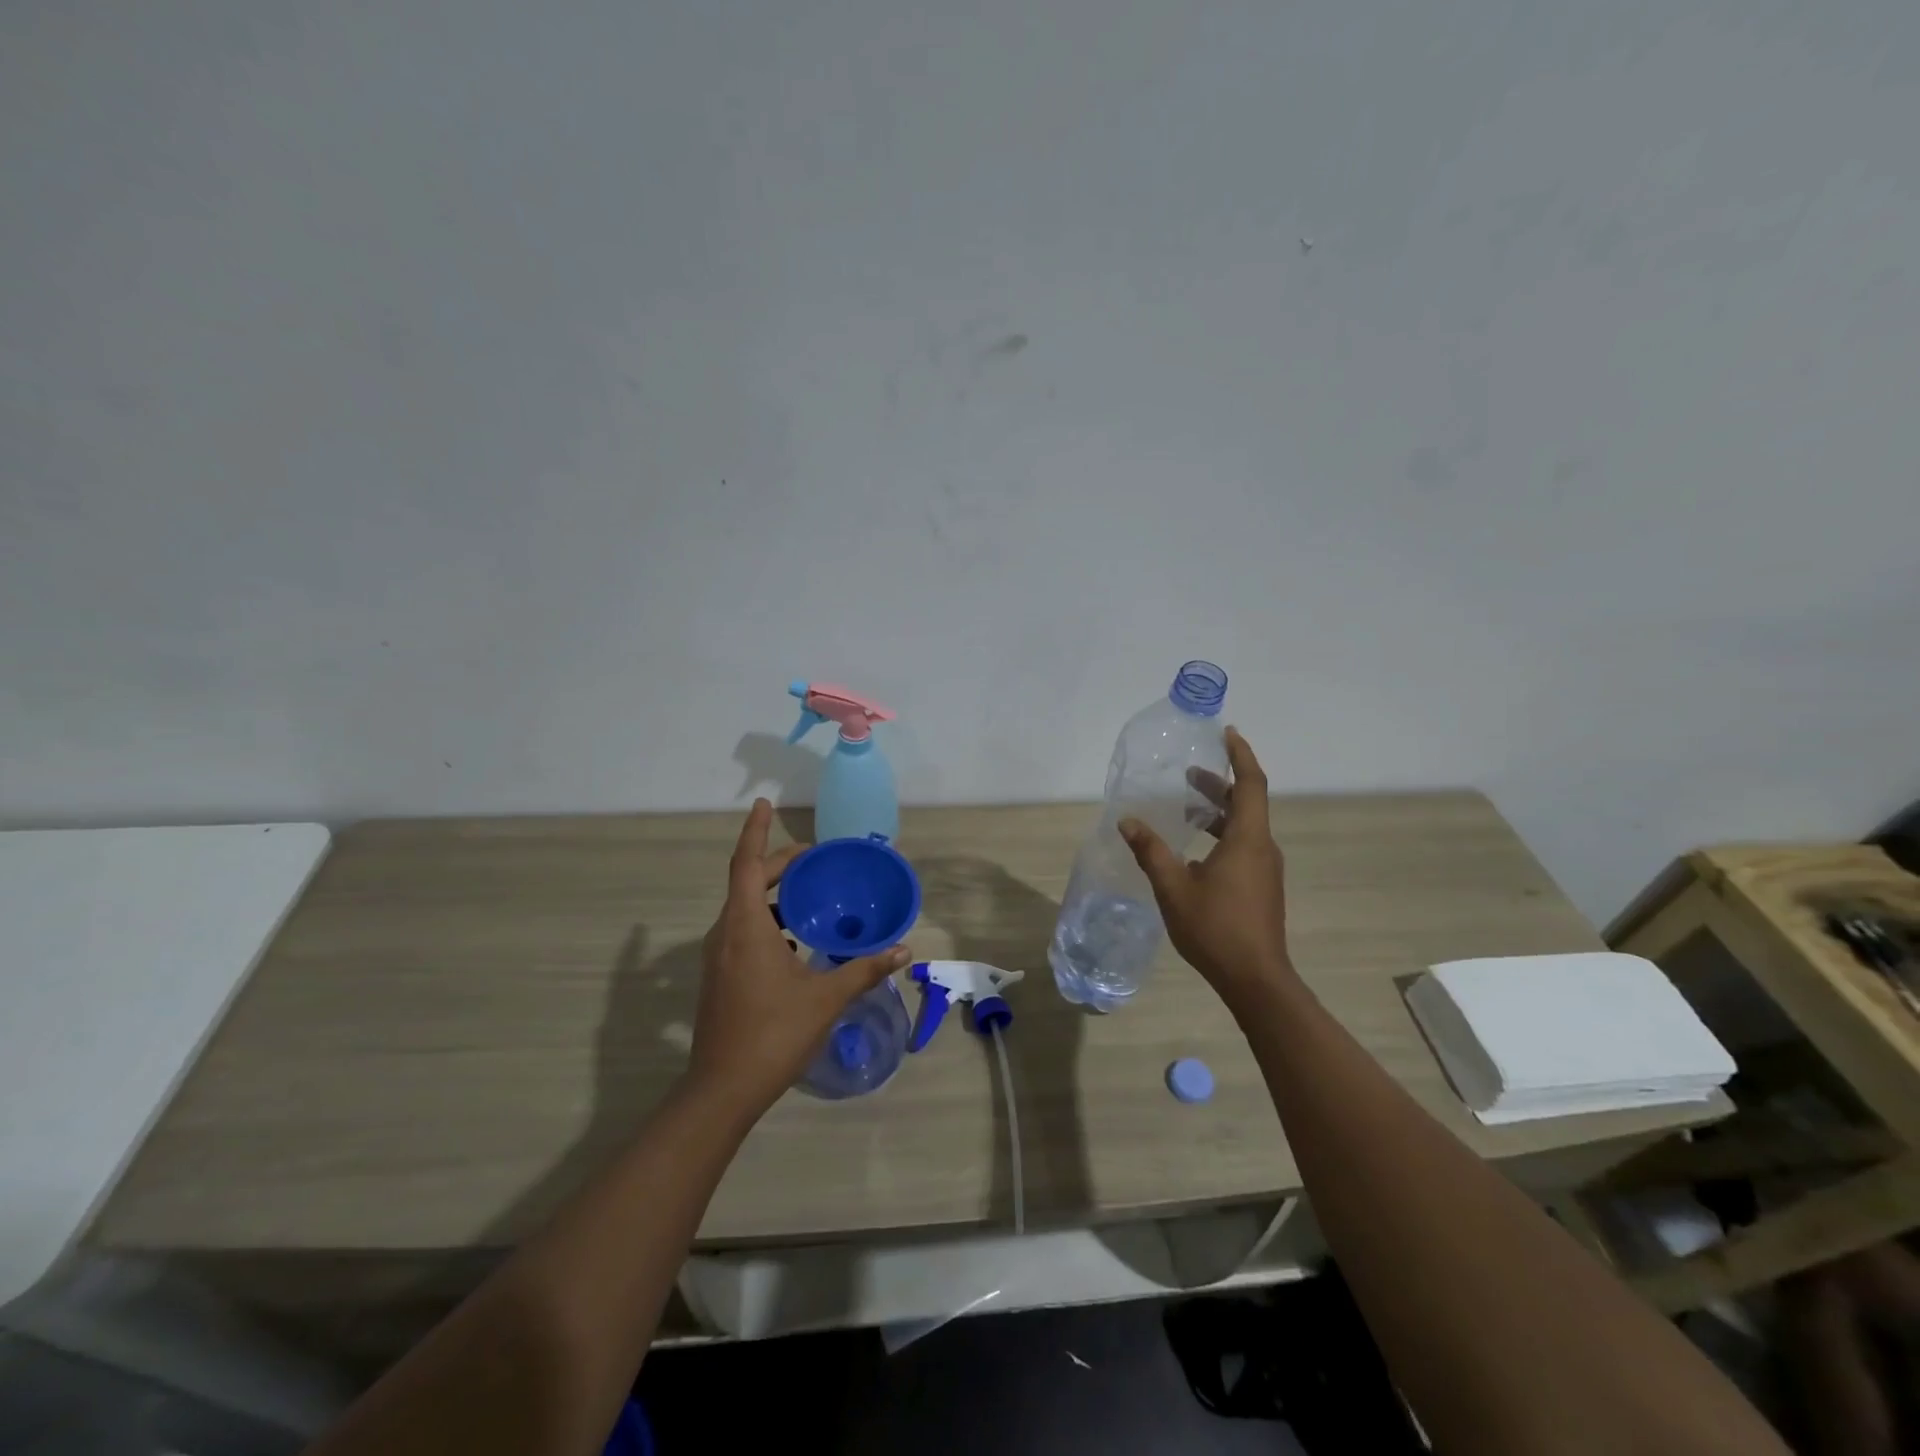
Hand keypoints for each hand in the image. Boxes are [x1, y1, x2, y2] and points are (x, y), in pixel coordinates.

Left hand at [688, 799, 910, 1116]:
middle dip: (777, 864)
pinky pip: (742, 931)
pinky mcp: (720, 977)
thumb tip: (903, 949)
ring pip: (743, 908)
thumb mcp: (826, 998)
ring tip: (809, 895)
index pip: (746, 864)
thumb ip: (864, 968)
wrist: (723, 1090)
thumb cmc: (774, 1034)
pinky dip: (766, 921)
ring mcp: (718, 957)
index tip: (763, 803)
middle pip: (747, 882)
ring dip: (772, 895)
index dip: (755, 831)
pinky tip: (794, 942)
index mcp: (746, 927)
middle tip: (812, 859)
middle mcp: (726, 934)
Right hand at [1119, 727, 1292, 1016]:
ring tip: (1185, 809)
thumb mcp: (1173, 887)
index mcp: (1248, 840)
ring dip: (1218, 812)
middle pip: (1247, 803)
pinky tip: (1193, 851)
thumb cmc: (1215, 928)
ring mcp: (1265, 869)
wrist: (1255, 979)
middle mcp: (1262, 848)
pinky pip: (1244, 846)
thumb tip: (1127, 821)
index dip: (1240, 755)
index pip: (1250, 784)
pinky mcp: (1262, 886)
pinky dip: (1221, 834)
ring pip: (1245, 826)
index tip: (1227, 733)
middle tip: (1189, 773)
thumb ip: (1150, 851)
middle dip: (1219, 784)